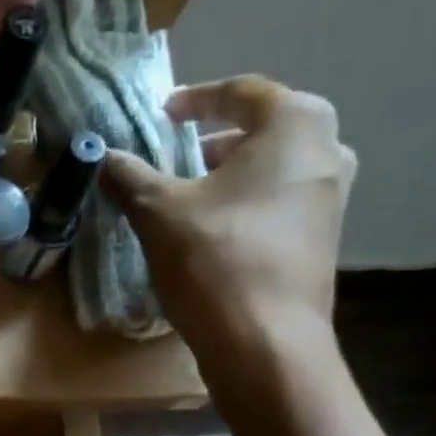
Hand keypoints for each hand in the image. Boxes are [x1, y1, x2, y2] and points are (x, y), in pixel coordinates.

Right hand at [101, 75, 356, 411]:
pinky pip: (281, 202)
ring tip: (192, 195)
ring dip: (233, 174)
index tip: (162, 115)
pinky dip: (248, 203)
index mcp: (294, 125)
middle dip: (217, 139)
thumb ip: (130, 177)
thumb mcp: (159, 213)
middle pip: (265, 127)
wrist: (265, 342)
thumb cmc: (216, 261)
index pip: (241, 92)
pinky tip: (215, 232)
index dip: (195, 100)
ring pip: (275, 168)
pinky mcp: (323, 238)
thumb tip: (103, 157)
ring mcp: (331, 197)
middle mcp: (326, 150)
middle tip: (178, 156)